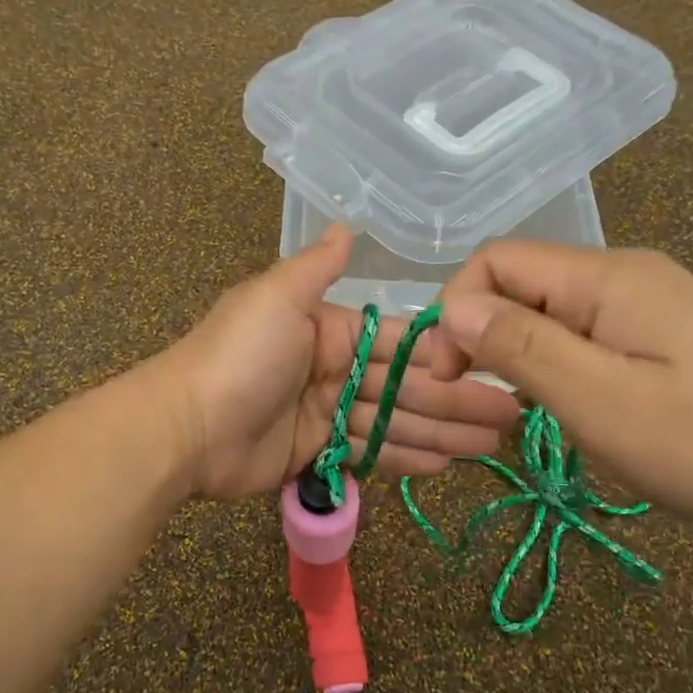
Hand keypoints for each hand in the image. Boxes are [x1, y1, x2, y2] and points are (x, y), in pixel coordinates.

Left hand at [160, 226, 524, 500]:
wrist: (184, 428)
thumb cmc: (238, 356)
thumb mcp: (276, 297)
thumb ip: (315, 267)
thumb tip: (345, 225)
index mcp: (326, 328)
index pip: (397, 341)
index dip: (443, 355)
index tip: (491, 365)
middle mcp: (329, 367)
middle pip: (404, 385)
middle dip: (455, 400)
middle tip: (508, 418)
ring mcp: (322, 412)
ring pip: (392, 421)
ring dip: (441, 432)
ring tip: (491, 446)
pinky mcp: (312, 451)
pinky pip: (366, 452)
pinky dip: (403, 458)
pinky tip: (445, 466)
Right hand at [428, 244, 692, 532]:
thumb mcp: (599, 401)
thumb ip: (521, 346)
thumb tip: (452, 308)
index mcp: (606, 277)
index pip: (497, 260)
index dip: (458, 307)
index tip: (452, 373)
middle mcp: (621, 272)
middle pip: (518, 280)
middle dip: (482, 331)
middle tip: (480, 396)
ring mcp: (642, 299)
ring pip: (545, 307)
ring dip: (516, 349)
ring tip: (522, 406)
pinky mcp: (654, 328)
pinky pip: (577, 328)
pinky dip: (551, 359)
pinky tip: (563, 400)